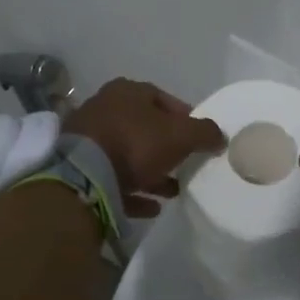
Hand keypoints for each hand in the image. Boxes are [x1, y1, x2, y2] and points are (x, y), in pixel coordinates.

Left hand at [66, 78, 226, 218]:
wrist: (84, 176)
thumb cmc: (136, 143)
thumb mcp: (180, 135)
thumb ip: (204, 132)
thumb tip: (220, 135)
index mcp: (127, 92)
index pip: (162, 99)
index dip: (184, 117)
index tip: (198, 138)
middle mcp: (104, 109)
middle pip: (144, 128)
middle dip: (167, 148)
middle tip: (185, 165)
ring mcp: (88, 139)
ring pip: (127, 155)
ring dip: (151, 173)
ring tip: (172, 191)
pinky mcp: (79, 169)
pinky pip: (112, 179)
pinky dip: (132, 191)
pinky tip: (151, 207)